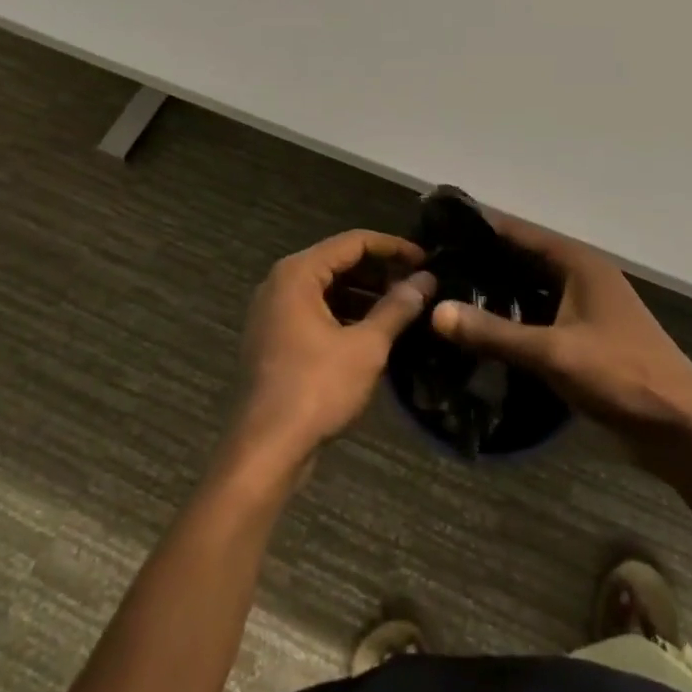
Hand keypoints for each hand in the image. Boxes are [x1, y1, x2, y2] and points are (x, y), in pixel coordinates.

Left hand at [232, 230, 434, 468]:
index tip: (427, 259)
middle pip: (339, 261)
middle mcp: (281, 283)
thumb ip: (397, 308)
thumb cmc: (316, 389)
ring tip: (404, 308)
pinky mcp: (275, 338)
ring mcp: (274, 311)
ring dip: (366, 294)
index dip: (394, 247)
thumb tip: (426, 280)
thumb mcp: (366, 346)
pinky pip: (316, 311)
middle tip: (419, 285)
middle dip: (381, 271)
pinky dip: (346, 314)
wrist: (265, 450)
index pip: (354, 241)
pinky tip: (376, 331)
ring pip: (328, 288)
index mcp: (298, 273)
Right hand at [429, 214, 691, 462]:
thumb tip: (435, 311)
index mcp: (578, 262)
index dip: (478, 230)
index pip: (518, 232)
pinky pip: (541, 317)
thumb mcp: (552, 352)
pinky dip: (514, 320)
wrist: (681, 426)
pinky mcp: (587, 337)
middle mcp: (581, 275)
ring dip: (497, 294)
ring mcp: (587, 306)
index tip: (436, 234)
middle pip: (523, 259)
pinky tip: (483, 334)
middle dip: (482, 264)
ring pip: (531, 290)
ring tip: (448, 299)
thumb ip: (493, 332)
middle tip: (433, 272)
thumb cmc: (620, 375)